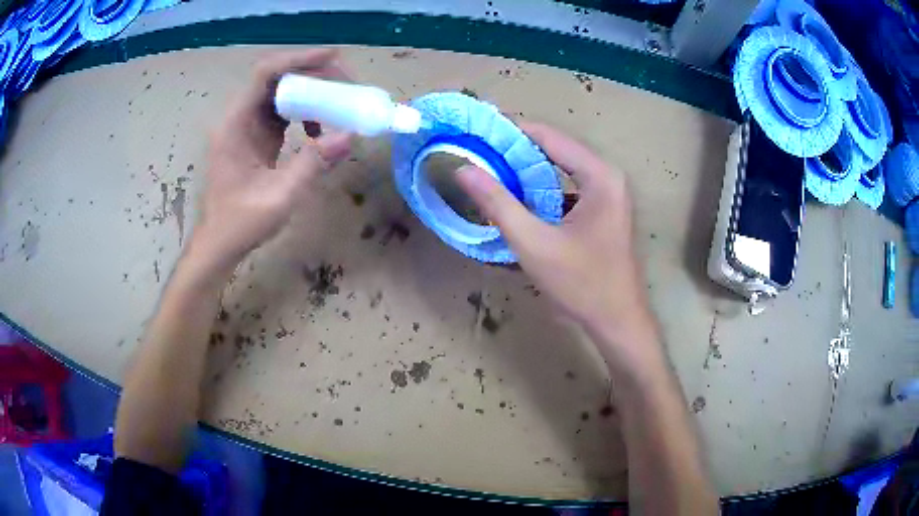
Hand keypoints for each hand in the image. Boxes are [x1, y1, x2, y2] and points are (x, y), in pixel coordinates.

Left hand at [193, 49, 352, 271]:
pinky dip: (303, 113)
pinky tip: (316, 131)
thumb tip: (351, 136)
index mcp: (235, 125)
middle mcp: (238, 118)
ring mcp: (245, 126)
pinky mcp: (254, 137)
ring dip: (311, 93)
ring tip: (339, 103)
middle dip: (313, 76)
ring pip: (281, 93)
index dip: (298, 60)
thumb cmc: (240, 224)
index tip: (333, 58)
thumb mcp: (280, 197)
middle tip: (347, 84)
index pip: (265, 74)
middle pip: (277, 79)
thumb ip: (313, 163)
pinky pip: (281, 112)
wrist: (219, 244)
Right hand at [456, 123, 656, 364]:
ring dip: (527, 172)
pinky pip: (567, 190)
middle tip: (477, 156)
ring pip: (560, 171)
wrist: (617, 322)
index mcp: (599, 175)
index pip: (548, 137)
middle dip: (515, 153)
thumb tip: (463, 169)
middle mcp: (608, 177)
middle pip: (555, 151)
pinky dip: (542, 192)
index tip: (476, 133)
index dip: (510, 131)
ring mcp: (609, 195)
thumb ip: (497, 203)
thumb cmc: (581, 284)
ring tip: (490, 175)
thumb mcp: (533, 243)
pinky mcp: (604, 212)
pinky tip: (518, 202)